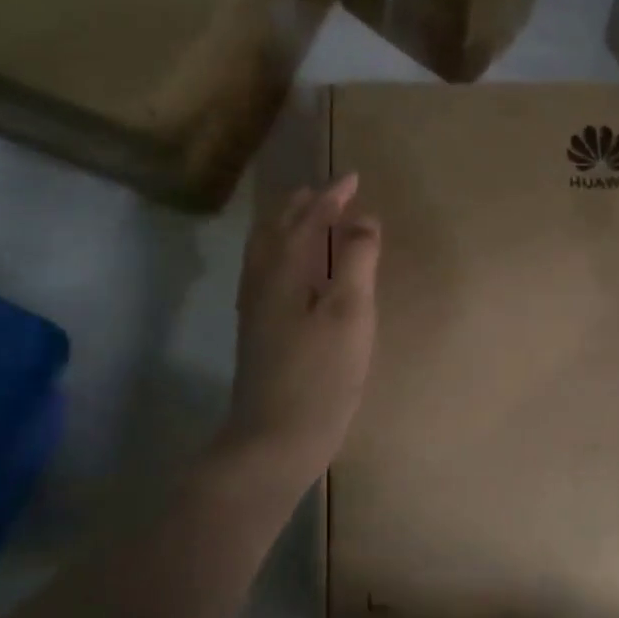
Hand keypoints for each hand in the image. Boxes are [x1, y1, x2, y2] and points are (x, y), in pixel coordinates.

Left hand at [222, 174, 380, 489]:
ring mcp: (255, 310)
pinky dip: (281, 255)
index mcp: (285, 271)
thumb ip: (356, 261)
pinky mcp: (257, 333)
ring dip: (287, 229)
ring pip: (265, 253)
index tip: (353, 178)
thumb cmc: (320, 375)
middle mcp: (262, 282)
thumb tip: (363, 219)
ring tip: (307, 221)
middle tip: (327, 193)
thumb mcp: (350, 313)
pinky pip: (265, 274)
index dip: (331, 197)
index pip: (308, 219)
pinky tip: (293, 274)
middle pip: (277, 231)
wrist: (275, 439)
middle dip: (302, 207)